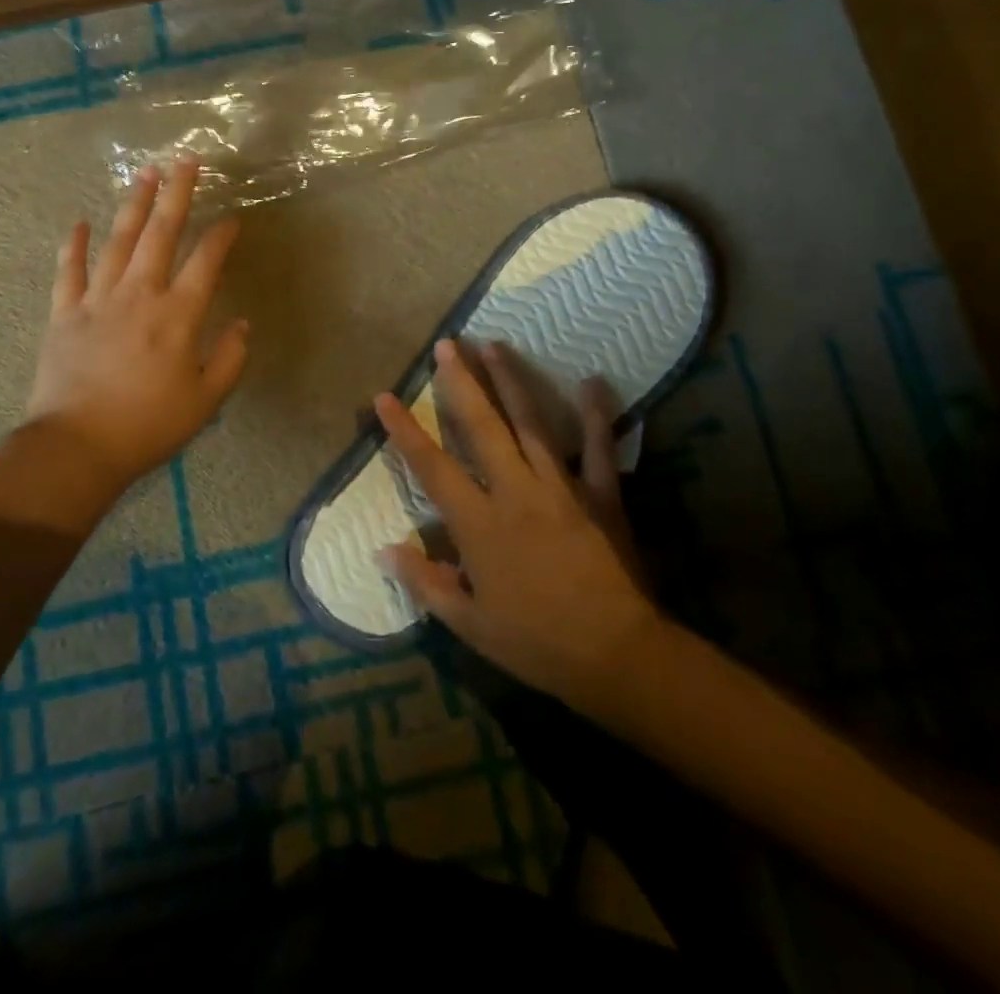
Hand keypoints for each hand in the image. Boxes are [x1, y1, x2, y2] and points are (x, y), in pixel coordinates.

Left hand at [21, 158, 249, 500]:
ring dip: (133, 205)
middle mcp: (140, 295)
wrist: (78, 446)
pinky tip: (79, 221)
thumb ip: (230, 358)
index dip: (222, 236)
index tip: (233, 217)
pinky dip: (73, 245)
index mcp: (178, 315)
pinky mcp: (65, 313)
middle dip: (177, 195)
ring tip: (145, 174)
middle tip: (185, 160)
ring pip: (118, 241)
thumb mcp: (205, 400)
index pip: (206, 262)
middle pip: (161, 234)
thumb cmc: (148, 426)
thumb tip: (243, 324)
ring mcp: (98, 300)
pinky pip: (69, 271)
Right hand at [378, 339, 665, 714]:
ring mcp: (560, 487)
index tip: (384, 396)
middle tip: (447, 344)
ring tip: (495, 345)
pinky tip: (592, 382)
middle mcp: (515, 491)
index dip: (405, 430)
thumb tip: (383, 549)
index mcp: (479, 523)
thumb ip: (424, 582)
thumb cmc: (536, 642)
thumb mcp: (469, 625)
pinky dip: (596, 415)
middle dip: (461, 383)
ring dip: (511, 381)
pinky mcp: (601, 495)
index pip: (432, 467)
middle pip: (482, 426)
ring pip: (531, 423)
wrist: (616, 655)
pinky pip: (598, 448)